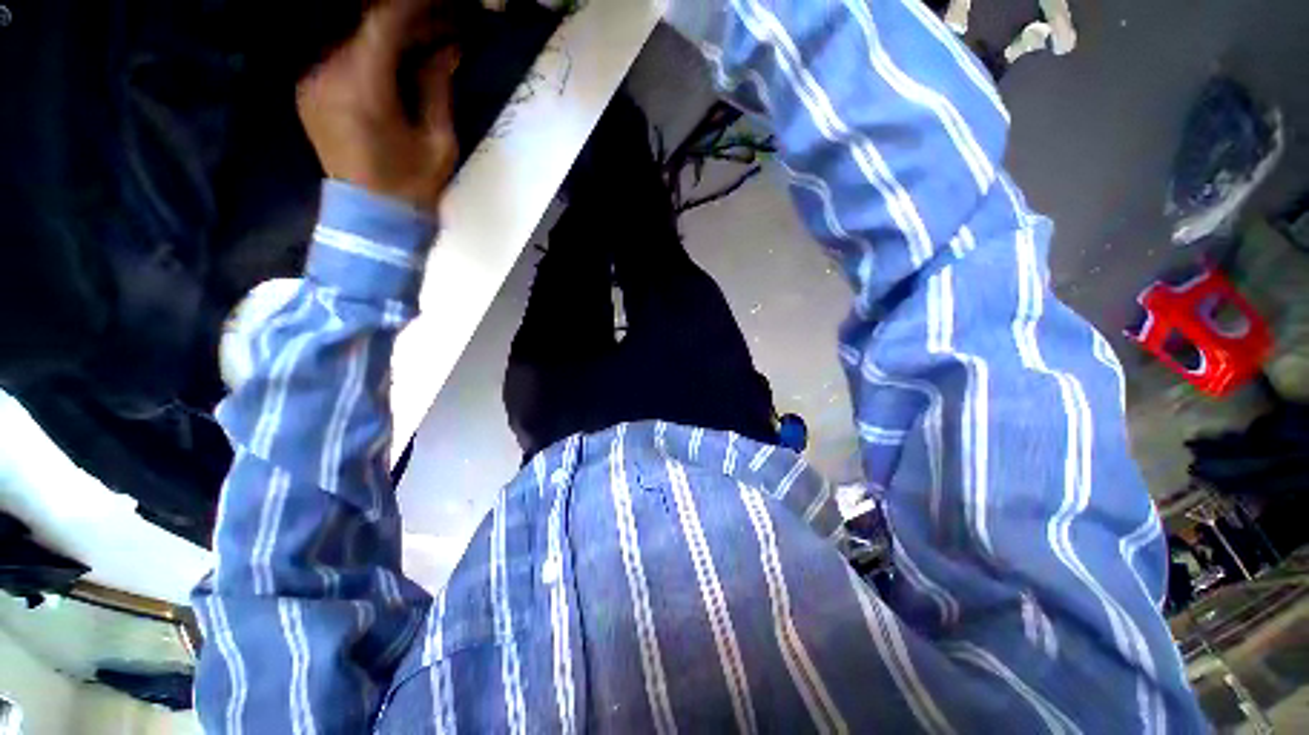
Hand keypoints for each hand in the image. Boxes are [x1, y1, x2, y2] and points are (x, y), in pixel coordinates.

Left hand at [297, 0, 459, 210]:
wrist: (373, 219)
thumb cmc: (413, 186)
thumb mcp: (438, 141)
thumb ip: (437, 87)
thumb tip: (447, 46)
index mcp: (362, 90)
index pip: (384, 23)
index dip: (414, 6)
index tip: (442, 4)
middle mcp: (327, 75)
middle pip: (366, 25)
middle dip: (406, 19)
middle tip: (441, 26)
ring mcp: (312, 82)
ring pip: (353, 37)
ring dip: (388, 34)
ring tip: (422, 42)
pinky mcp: (309, 91)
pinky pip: (341, 55)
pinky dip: (369, 50)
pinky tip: (394, 60)